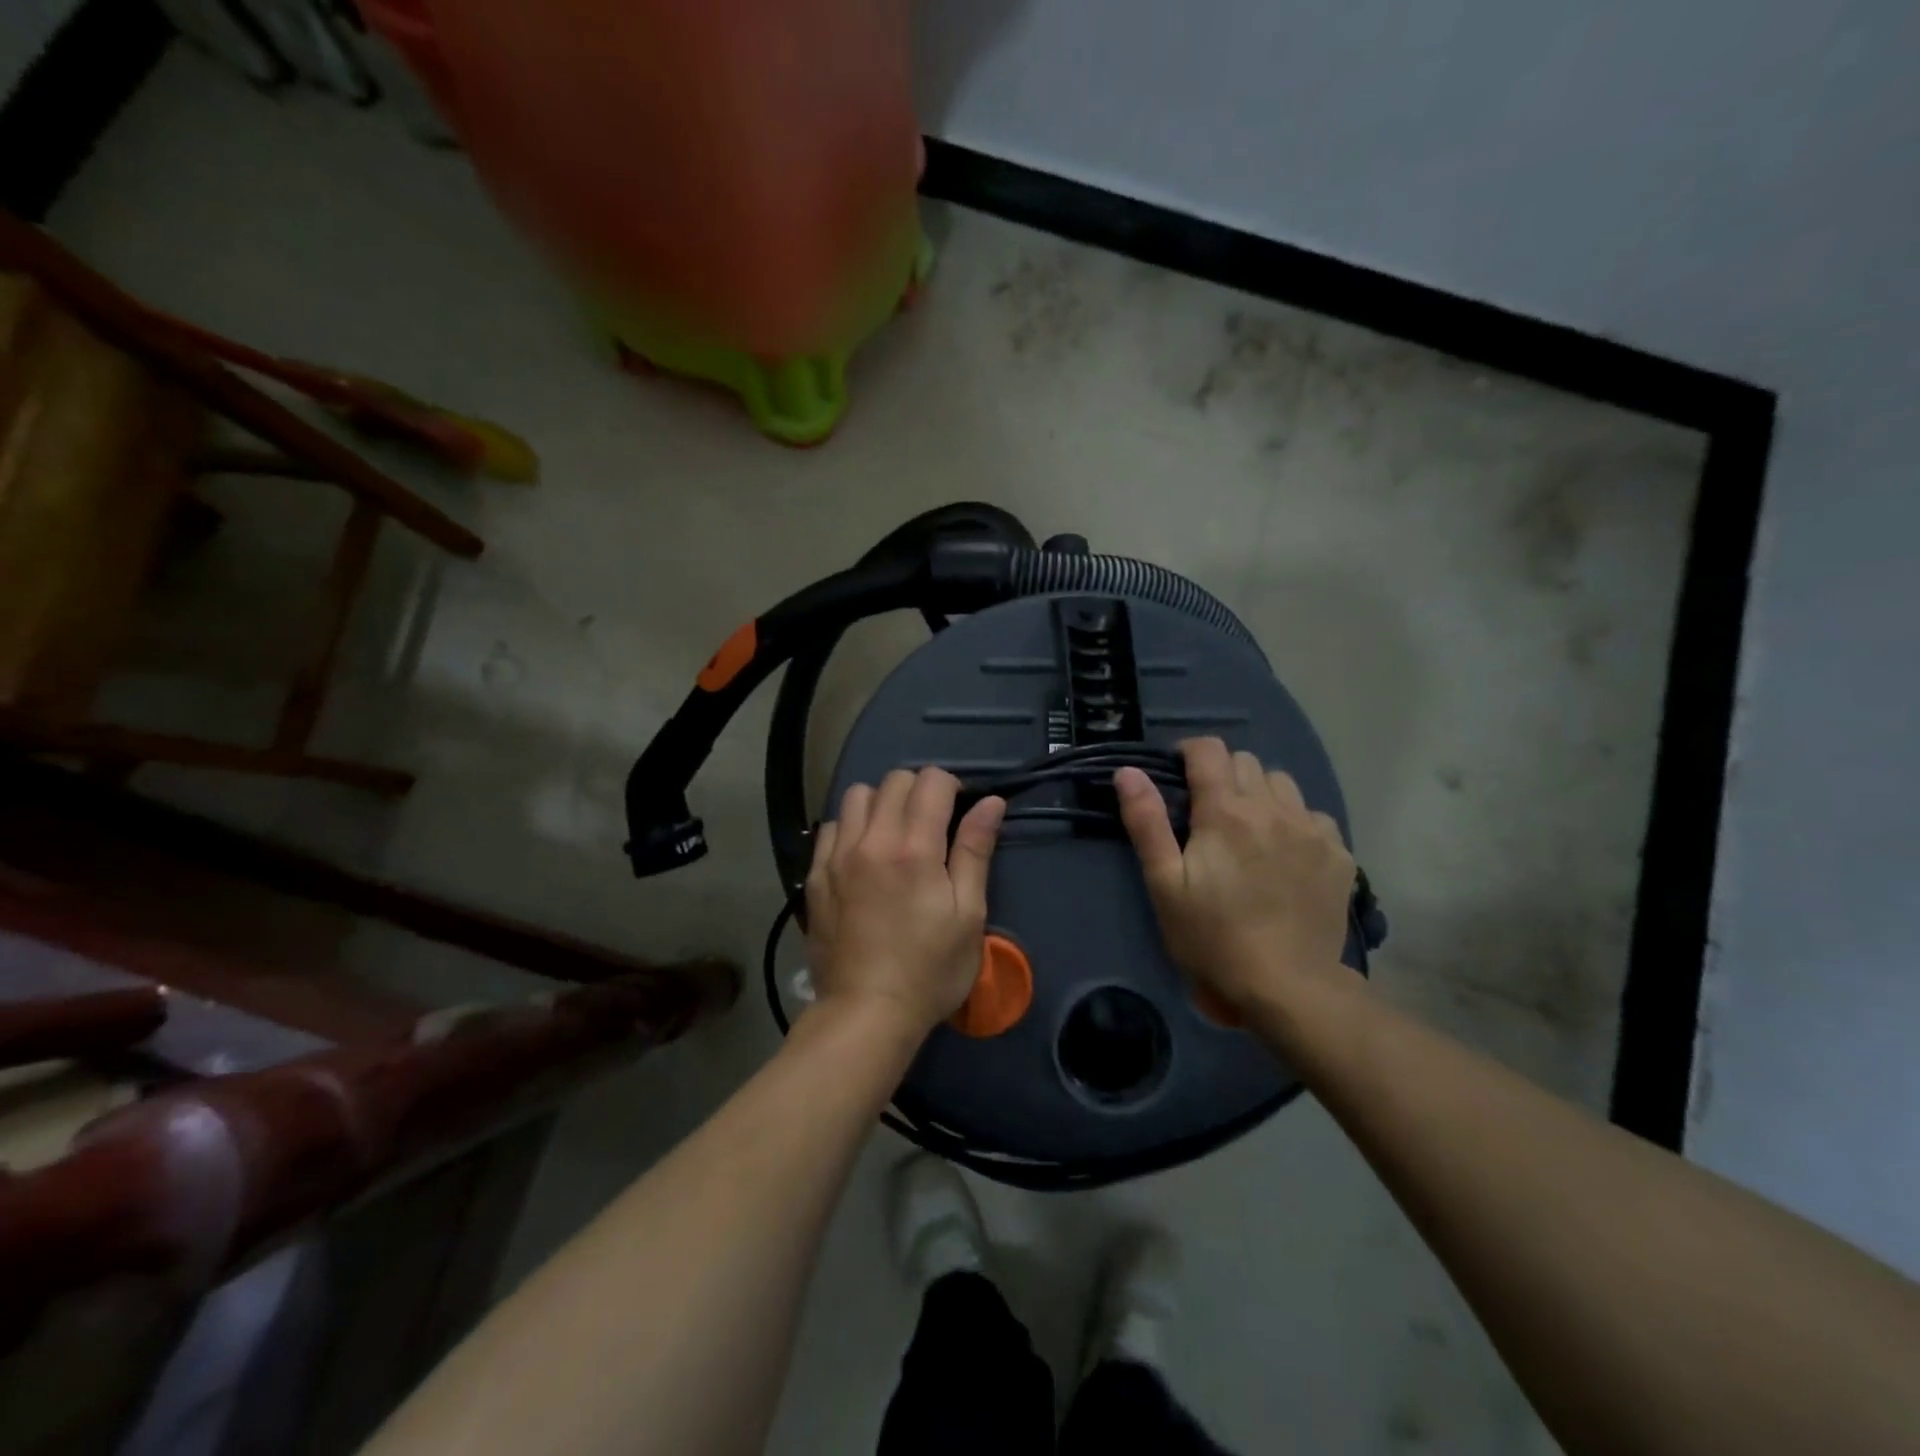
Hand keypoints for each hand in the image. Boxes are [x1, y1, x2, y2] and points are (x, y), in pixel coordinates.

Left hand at [805, 768, 1005, 1036]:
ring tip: (894, 833)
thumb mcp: (968, 914)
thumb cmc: (929, 969)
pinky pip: (831, 826)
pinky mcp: (815, 875)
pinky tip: (862, 854)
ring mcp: (837, 856)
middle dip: (919, 790)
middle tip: (932, 823)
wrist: (866, 1012)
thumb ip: (975, 851)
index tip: (959, 810)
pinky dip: (851, 826)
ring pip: (857, 795)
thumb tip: (991, 802)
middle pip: (894, 780)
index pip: (931, 781)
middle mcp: (871, 840)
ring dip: (881, 802)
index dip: (951, 786)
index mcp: (914, 848)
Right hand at [1116, 737, 1354, 1013]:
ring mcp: (1312, 829)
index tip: (1178, 776)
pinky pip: (1313, 816)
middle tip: (1208, 814)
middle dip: (1222, 775)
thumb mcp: (1165, 884)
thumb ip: (1146, 822)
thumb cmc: (1213, 937)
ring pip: (1283, 784)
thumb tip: (1128, 771)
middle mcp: (1273, 808)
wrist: (1287, 987)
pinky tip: (1285, 854)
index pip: (1209, 750)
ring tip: (1249, 830)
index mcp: (1226, 811)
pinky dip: (1294, 822)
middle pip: (1246, 762)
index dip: (1189, 753)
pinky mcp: (1339, 854)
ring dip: (1260, 794)